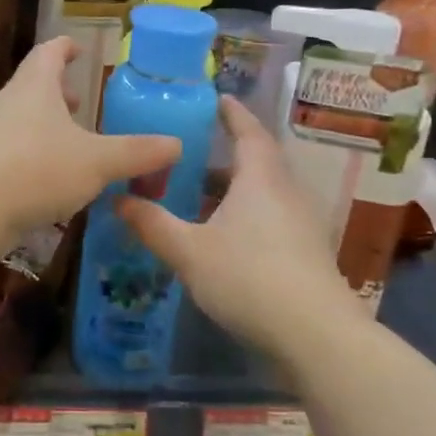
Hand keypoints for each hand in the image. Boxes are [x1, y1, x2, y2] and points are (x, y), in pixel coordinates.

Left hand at [0, 37, 179, 245]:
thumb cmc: (37, 169)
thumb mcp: (96, 161)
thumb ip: (136, 153)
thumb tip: (176, 144)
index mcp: (35, 87)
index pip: (49, 53)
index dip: (65, 48)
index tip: (79, 49)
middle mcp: (9, 103)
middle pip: (34, 85)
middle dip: (58, 91)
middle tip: (81, 102)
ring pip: (23, 119)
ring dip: (46, 124)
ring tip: (72, 140)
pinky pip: (14, 150)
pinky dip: (35, 153)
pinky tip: (52, 178)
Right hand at [118, 97, 360, 354]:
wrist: (317, 336)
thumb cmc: (249, 278)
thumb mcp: (189, 251)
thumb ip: (152, 224)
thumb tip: (118, 200)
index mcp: (260, 178)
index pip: (248, 132)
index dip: (232, 113)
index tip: (218, 99)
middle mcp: (285, 192)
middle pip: (256, 161)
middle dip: (225, 155)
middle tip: (190, 154)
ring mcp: (301, 224)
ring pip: (263, 192)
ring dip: (233, 188)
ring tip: (197, 197)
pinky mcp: (307, 253)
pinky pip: (271, 217)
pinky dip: (245, 214)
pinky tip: (222, 237)